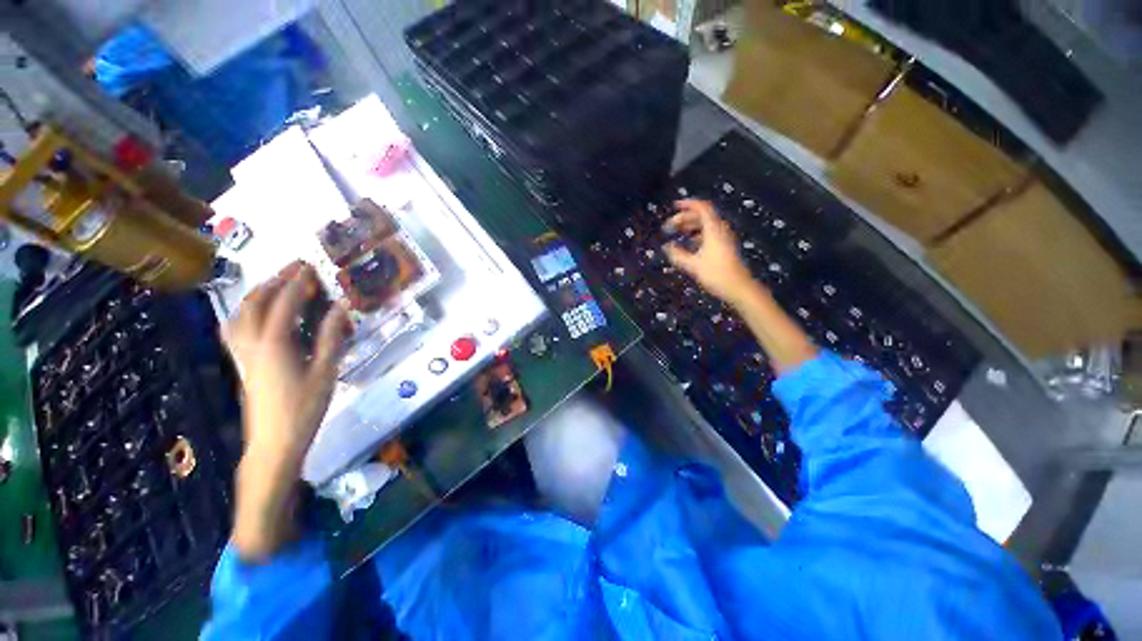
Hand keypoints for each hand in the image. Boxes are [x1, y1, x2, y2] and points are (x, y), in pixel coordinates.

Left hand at [222, 261, 350, 559]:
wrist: (274, 441)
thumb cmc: (304, 407)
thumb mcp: (325, 371)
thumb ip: (331, 336)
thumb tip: (342, 306)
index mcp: (275, 343)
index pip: (286, 302)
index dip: (298, 283)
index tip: (311, 267)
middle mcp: (252, 342)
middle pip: (257, 302)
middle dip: (276, 281)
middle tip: (295, 268)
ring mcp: (242, 352)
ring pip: (241, 313)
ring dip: (258, 293)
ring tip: (277, 284)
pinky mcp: (241, 362)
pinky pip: (235, 327)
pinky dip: (246, 311)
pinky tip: (257, 313)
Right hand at [662, 199, 758, 305]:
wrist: (739, 288)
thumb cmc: (716, 275)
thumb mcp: (693, 265)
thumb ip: (678, 254)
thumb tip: (666, 246)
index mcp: (714, 230)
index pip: (702, 208)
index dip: (688, 204)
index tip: (674, 206)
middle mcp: (720, 230)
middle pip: (703, 216)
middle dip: (685, 217)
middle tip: (670, 226)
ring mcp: (724, 238)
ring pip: (706, 225)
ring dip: (691, 226)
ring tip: (678, 233)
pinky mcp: (725, 247)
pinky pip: (709, 234)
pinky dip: (697, 234)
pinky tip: (689, 244)